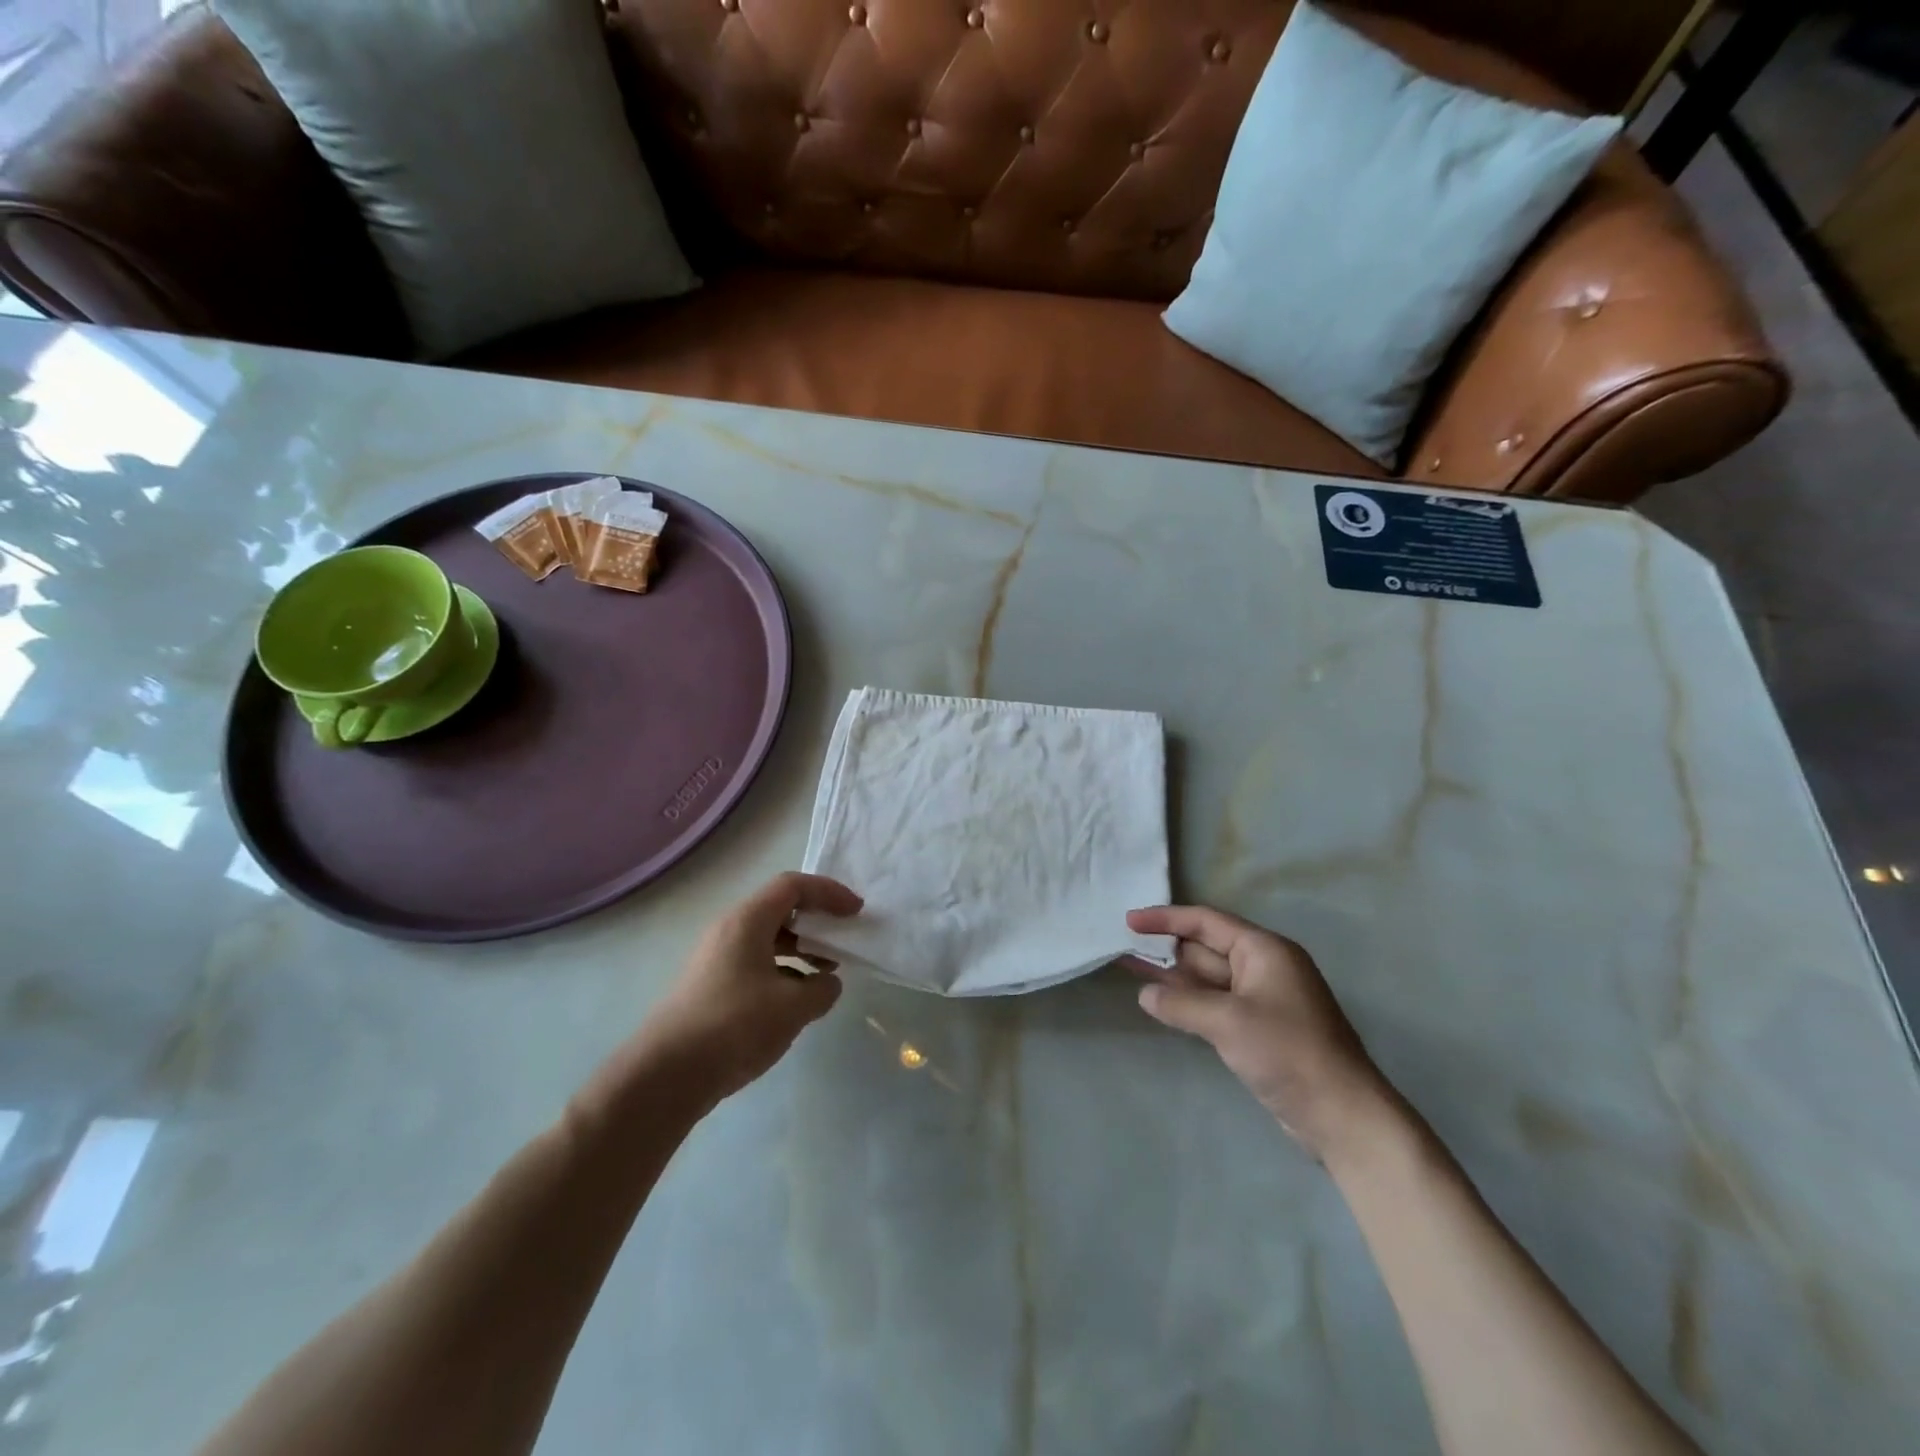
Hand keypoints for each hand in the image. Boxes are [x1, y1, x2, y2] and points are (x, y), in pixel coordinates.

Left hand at [640, 872, 862, 1103]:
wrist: (665, 1074)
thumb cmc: (734, 1026)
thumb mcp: (792, 1007)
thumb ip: (821, 989)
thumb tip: (827, 982)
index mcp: (748, 921)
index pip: (793, 886)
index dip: (829, 893)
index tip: (855, 912)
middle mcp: (729, 930)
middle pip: (780, 909)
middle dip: (816, 921)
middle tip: (843, 939)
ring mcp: (716, 958)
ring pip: (767, 939)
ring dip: (801, 948)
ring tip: (827, 973)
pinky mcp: (711, 986)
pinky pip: (755, 962)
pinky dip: (783, 970)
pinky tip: (797, 1001)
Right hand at [1127, 905, 1393, 1161]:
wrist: (1342, 1115)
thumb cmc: (1287, 1052)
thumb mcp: (1227, 1022)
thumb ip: (1181, 1004)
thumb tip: (1145, 995)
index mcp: (1264, 950)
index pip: (1206, 922)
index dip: (1165, 918)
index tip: (1129, 920)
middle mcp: (1264, 967)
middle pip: (1206, 948)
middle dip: (1166, 947)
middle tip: (1122, 945)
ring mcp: (1262, 1000)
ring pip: (1208, 978)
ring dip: (1173, 976)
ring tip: (1131, 968)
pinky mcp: (1260, 1029)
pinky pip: (1216, 1004)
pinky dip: (1189, 1002)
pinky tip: (1163, 1004)